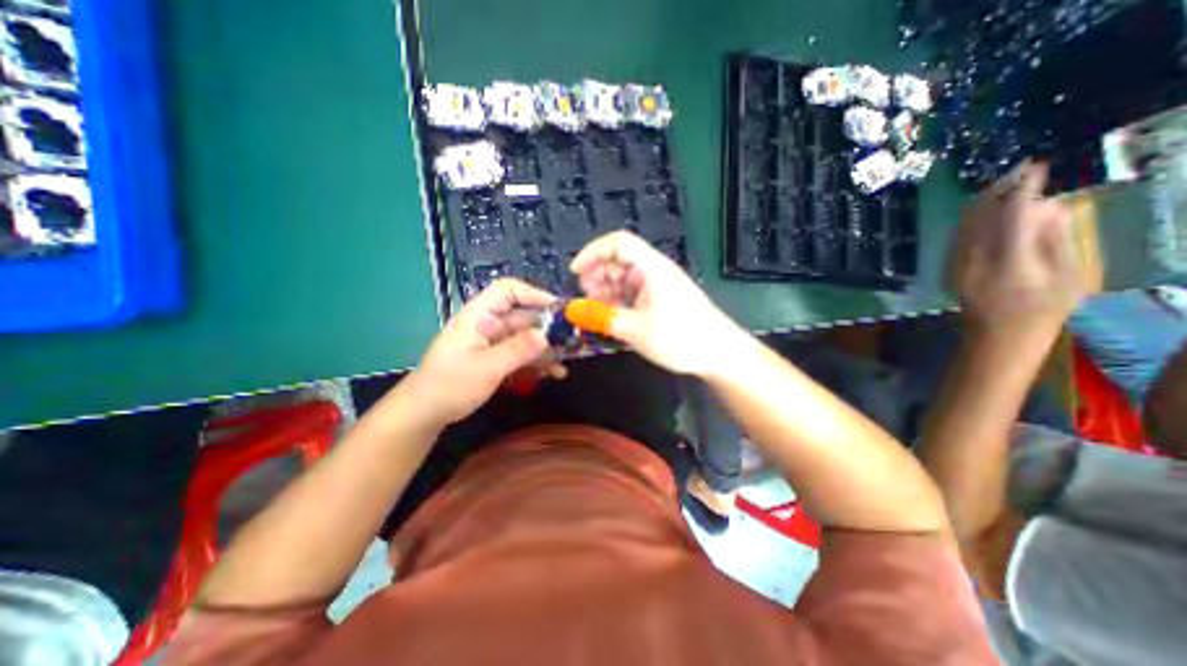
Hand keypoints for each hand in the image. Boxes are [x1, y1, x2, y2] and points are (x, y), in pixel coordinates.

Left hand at [410, 276, 557, 426]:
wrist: (424, 414)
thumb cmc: (450, 385)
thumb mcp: (486, 367)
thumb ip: (518, 350)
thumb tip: (547, 335)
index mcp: (480, 316)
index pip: (508, 290)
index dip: (533, 294)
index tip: (558, 309)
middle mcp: (488, 325)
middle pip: (523, 316)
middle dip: (548, 327)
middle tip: (572, 340)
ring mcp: (493, 343)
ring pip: (525, 337)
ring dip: (546, 348)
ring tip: (567, 361)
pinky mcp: (496, 359)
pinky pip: (521, 355)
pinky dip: (537, 362)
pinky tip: (554, 373)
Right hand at [571, 229, 743, 376]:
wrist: (720, 354)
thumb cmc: (681, 338)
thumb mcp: (636, 329)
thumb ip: (601, 317)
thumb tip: (572, 310)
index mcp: (651, 268)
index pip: (618, 243)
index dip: (593, 252)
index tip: (575, 273)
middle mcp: (655, 270)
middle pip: (619, 260)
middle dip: (597, 274)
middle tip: (586, 298)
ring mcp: (660, 285)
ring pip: (625, 277)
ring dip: (607, 289)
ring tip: (598, 310)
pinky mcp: (662, 299)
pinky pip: (634, 292)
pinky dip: (619, 300)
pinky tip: (613, 315)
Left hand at [948, 158, 1081, 340]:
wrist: (996, 337)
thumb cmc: (1042, 310)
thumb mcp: (1066, 275)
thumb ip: (1055, 239)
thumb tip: (1049, 207)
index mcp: (1007, 262)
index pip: (1011, 216)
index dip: (1022, 189)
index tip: (1035, 168)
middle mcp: (973, 260)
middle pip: (978, 216)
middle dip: (998, 189)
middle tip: (1019, 170)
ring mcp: (956, 265)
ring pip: (963, 225)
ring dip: (983, 201)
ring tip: (1007, 183)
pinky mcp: (950, 269)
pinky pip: (958, 236)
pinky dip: (973, 218)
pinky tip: (988, 210)